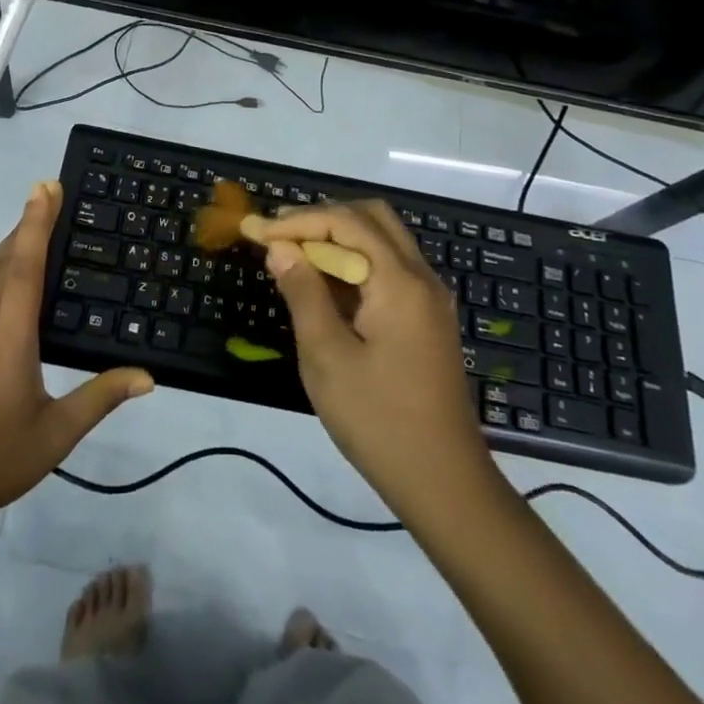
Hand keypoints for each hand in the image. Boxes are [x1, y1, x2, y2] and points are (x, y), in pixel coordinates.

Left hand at [0, 180, 153, 527]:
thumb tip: (148, 377)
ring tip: (24, 216)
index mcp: (12, 336)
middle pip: (6, 260)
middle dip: (28, 224)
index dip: (38, 223)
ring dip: (3, 241)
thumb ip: (100, 397)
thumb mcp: (54, 434)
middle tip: (47, 193)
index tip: (47, 188)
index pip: (27, 266)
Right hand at [262, 202, 493, 517]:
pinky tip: (325, 284)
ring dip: (339, 238)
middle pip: (371, 218)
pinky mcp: (427, 319)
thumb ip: (303, 294)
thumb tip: (280, 249)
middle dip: (322, 219)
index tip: (258, 232)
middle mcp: (421, 277)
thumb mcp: (327, 358)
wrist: (445, 484)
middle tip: (280, 235)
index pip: (346, 222)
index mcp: (400, 281)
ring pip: (383, 240)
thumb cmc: (379, 421)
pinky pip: (389, 268)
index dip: (298, 221)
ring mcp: (429, 298)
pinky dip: (355, 262)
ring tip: (294, 255)